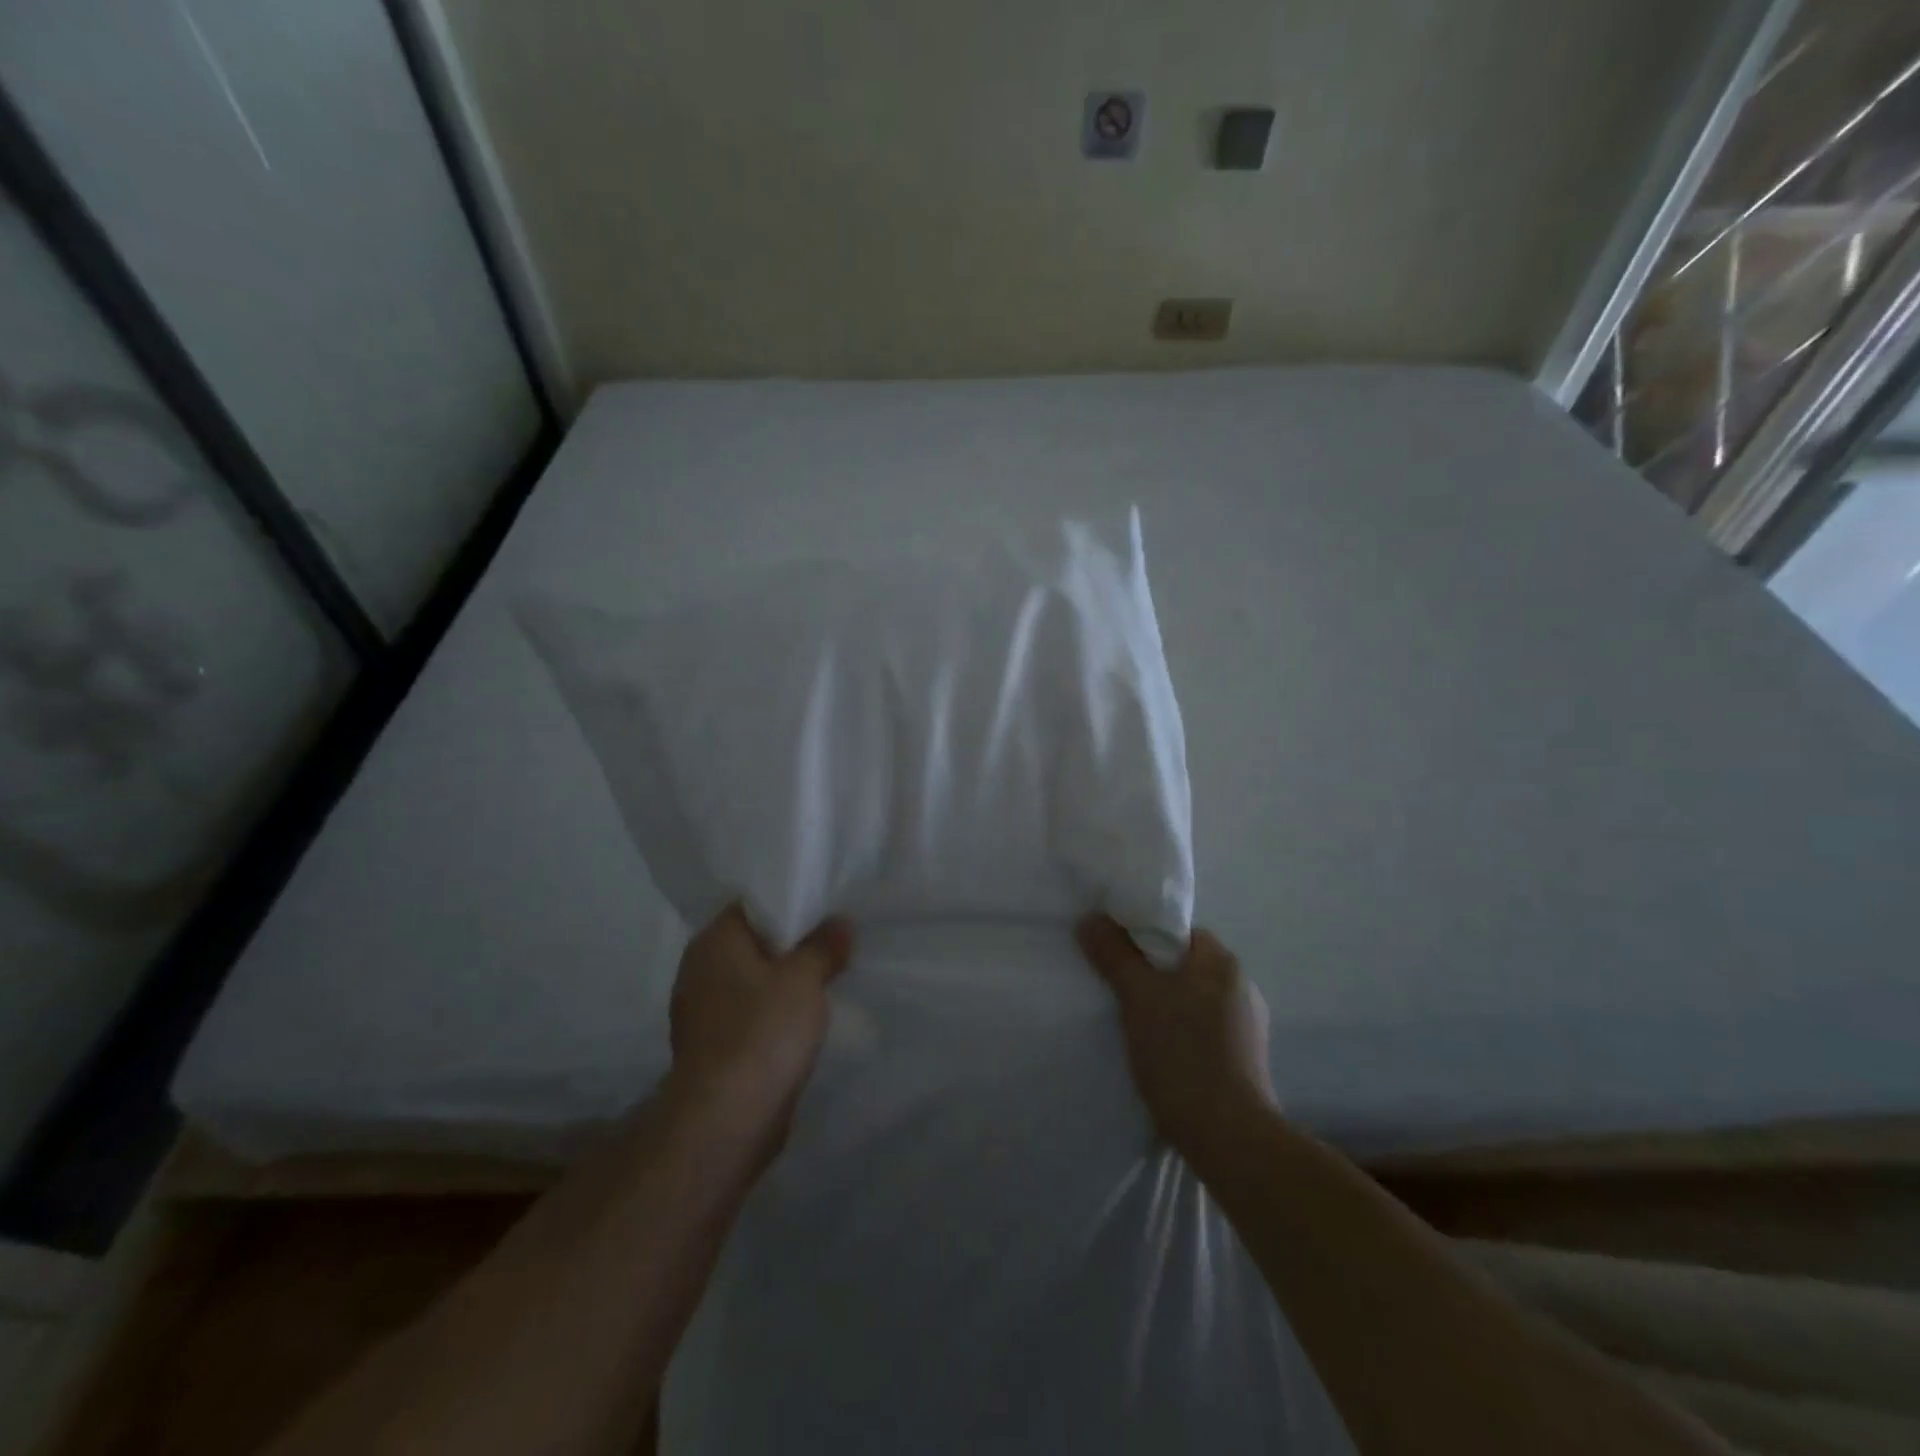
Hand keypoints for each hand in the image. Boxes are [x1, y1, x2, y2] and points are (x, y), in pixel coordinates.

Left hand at [667, 905, 852, 1160]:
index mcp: (713, 941)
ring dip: (786, 981)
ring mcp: (704, 1012)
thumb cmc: (762, 1031)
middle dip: (793, 944)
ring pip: (754, 981)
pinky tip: (806, 1018)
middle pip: (754, 943)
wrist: (726, 1119)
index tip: (827, 906)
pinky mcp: (714, 1048)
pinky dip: (775, 1013)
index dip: (790, 902)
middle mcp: (700, 970)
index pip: (752, 904)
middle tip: (836, 939)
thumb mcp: (804, 977)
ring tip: (829, 976)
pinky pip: (751, 1015)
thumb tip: (840, 923)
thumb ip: (824, 944)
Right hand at [1077, 915, 1275, 1161]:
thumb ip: (1113, 954)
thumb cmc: (1182, 1054)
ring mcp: (1248, 1025)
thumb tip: (1090, 919)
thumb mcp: (1138, 996)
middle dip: (1151, 975)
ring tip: (1135, 1026)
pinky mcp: (1246, 1059)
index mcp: (1222, 962)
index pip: (1177, 932)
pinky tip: (1162, 1055)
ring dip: (1166, 1007)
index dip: (1142, 937)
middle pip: (1184, 965)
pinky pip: (1204, 1030)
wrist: (1230, 1137)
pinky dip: (1181, 1034)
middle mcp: (1243, 986)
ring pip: (1193, 1000)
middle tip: (1117, 990)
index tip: (1114, 955)